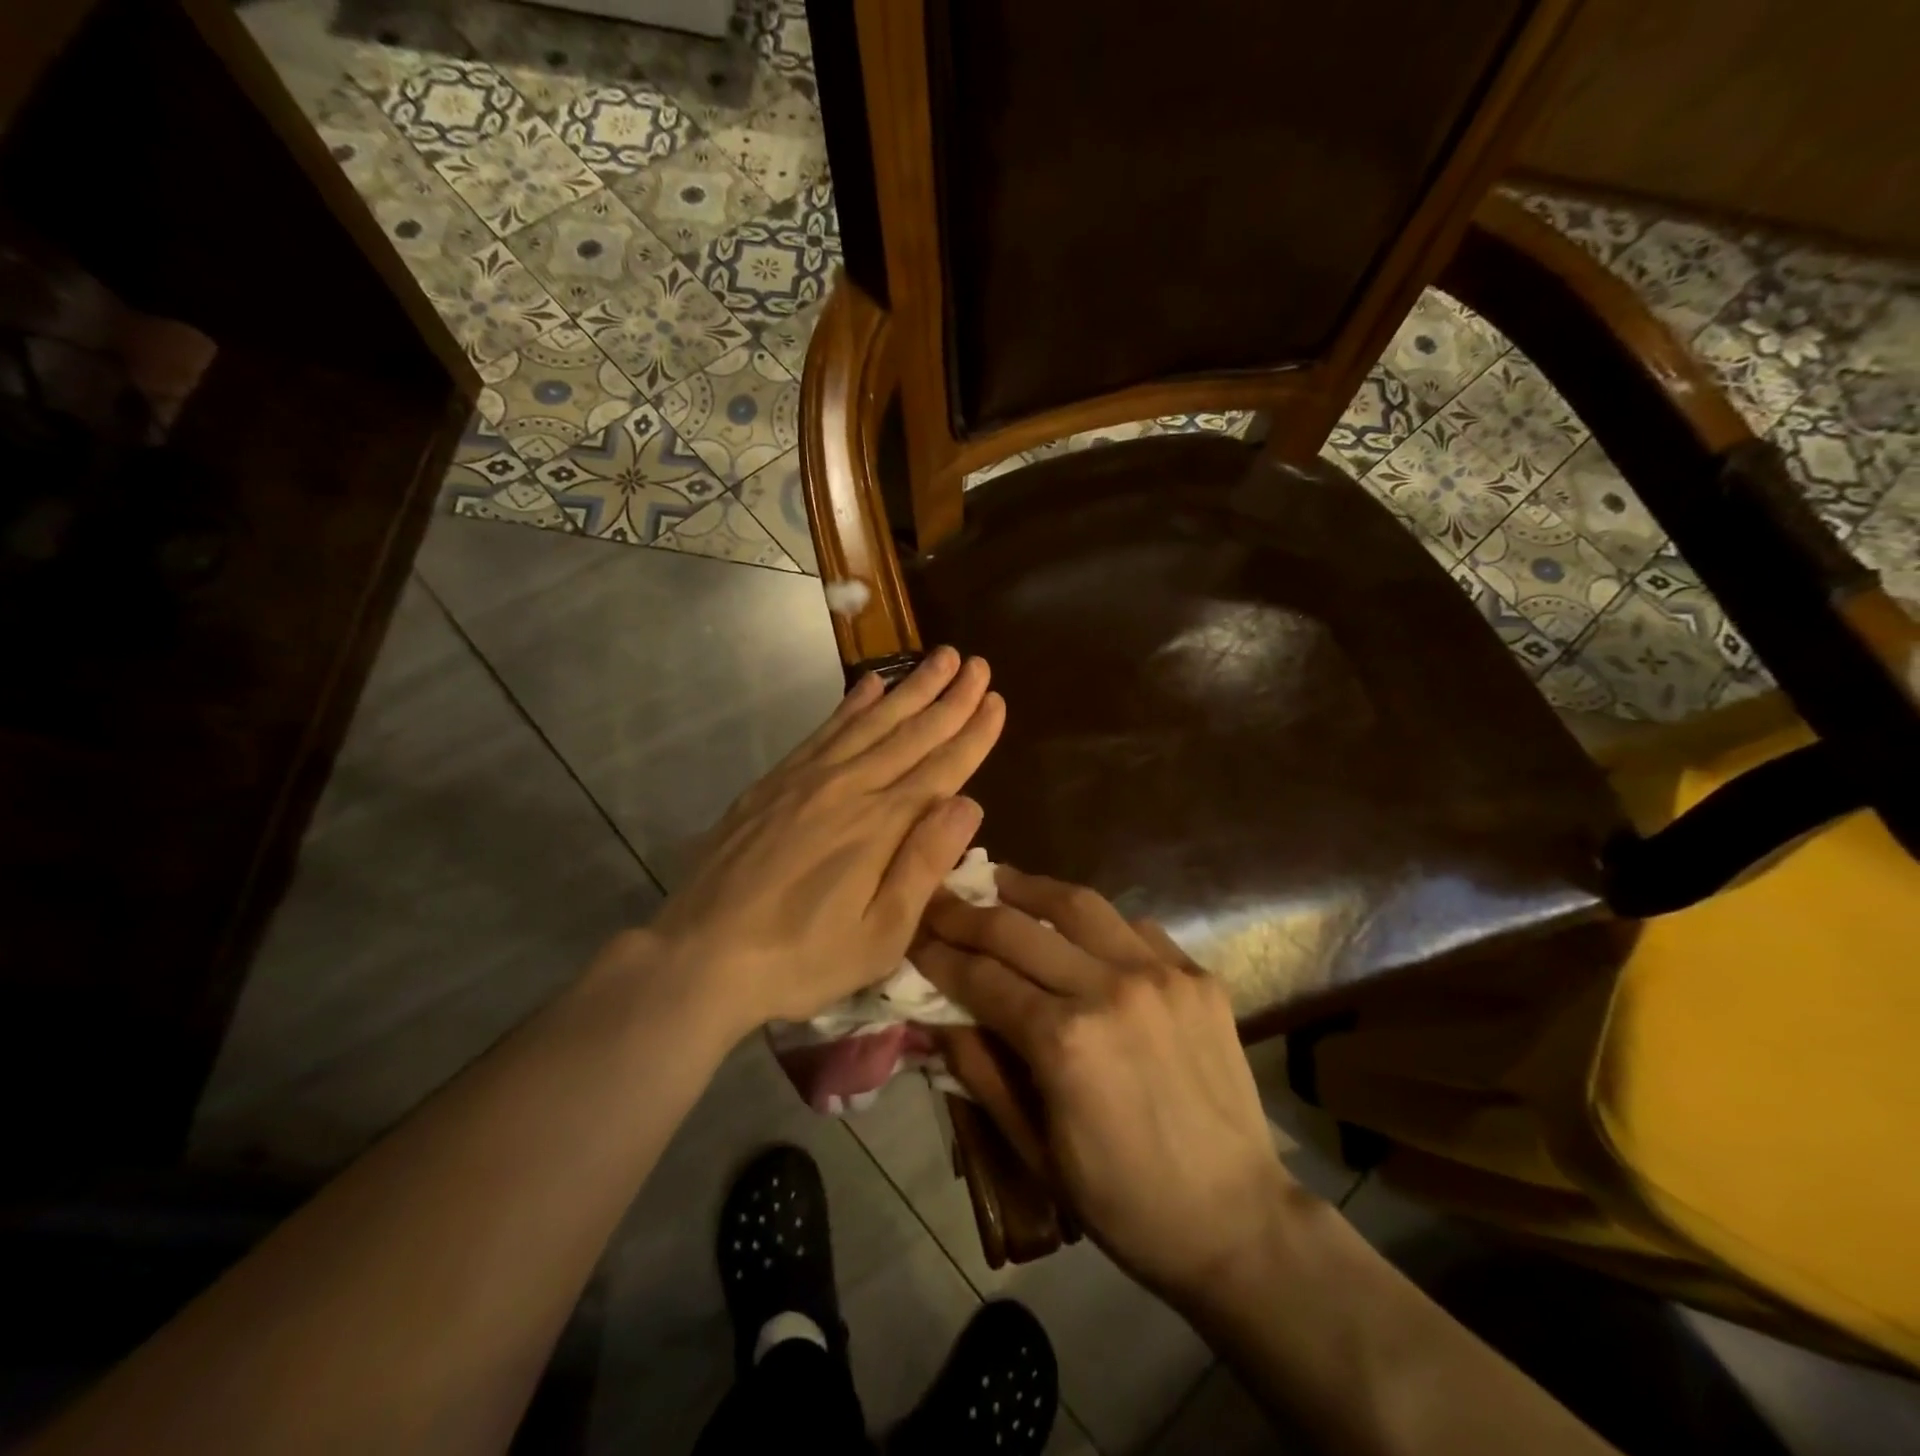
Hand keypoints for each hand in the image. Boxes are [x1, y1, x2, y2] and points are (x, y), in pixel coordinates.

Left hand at [639, 647, 1003, 1042]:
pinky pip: (824, 729)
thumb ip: (924, 865)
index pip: (941, 768)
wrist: (700, 955)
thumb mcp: (879, 936)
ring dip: (910, 688)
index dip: (973, 733)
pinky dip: (852, 704)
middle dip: (950, 697)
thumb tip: (969, 803)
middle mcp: (849, 787)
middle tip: (977, 663)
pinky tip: (870, 684)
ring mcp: (808, 778)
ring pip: (871, 721)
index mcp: (881, 825)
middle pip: (911, 733)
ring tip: (939, 657)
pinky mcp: (775, 781)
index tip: (997, 700)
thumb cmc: (801, 958)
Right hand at [917, 871, 1297, 1304]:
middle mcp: (1109, 989)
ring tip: (998, 880)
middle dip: (967, 911)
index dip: (938, 954)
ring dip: (1029, 888)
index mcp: (1064, 1041)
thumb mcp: (1034, 1149)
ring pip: (1078, 904)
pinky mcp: (1197, 975)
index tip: (912, 935)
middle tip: (940, 899)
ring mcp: (1160, 974)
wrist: (1237, 1219)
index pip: (981, 976)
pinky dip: (1094, 921)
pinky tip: (1076, 928)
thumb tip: (937, 1014)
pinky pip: (1133, 927)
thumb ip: (980, 1071)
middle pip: (1018, 928)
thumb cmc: (1123, 1201)